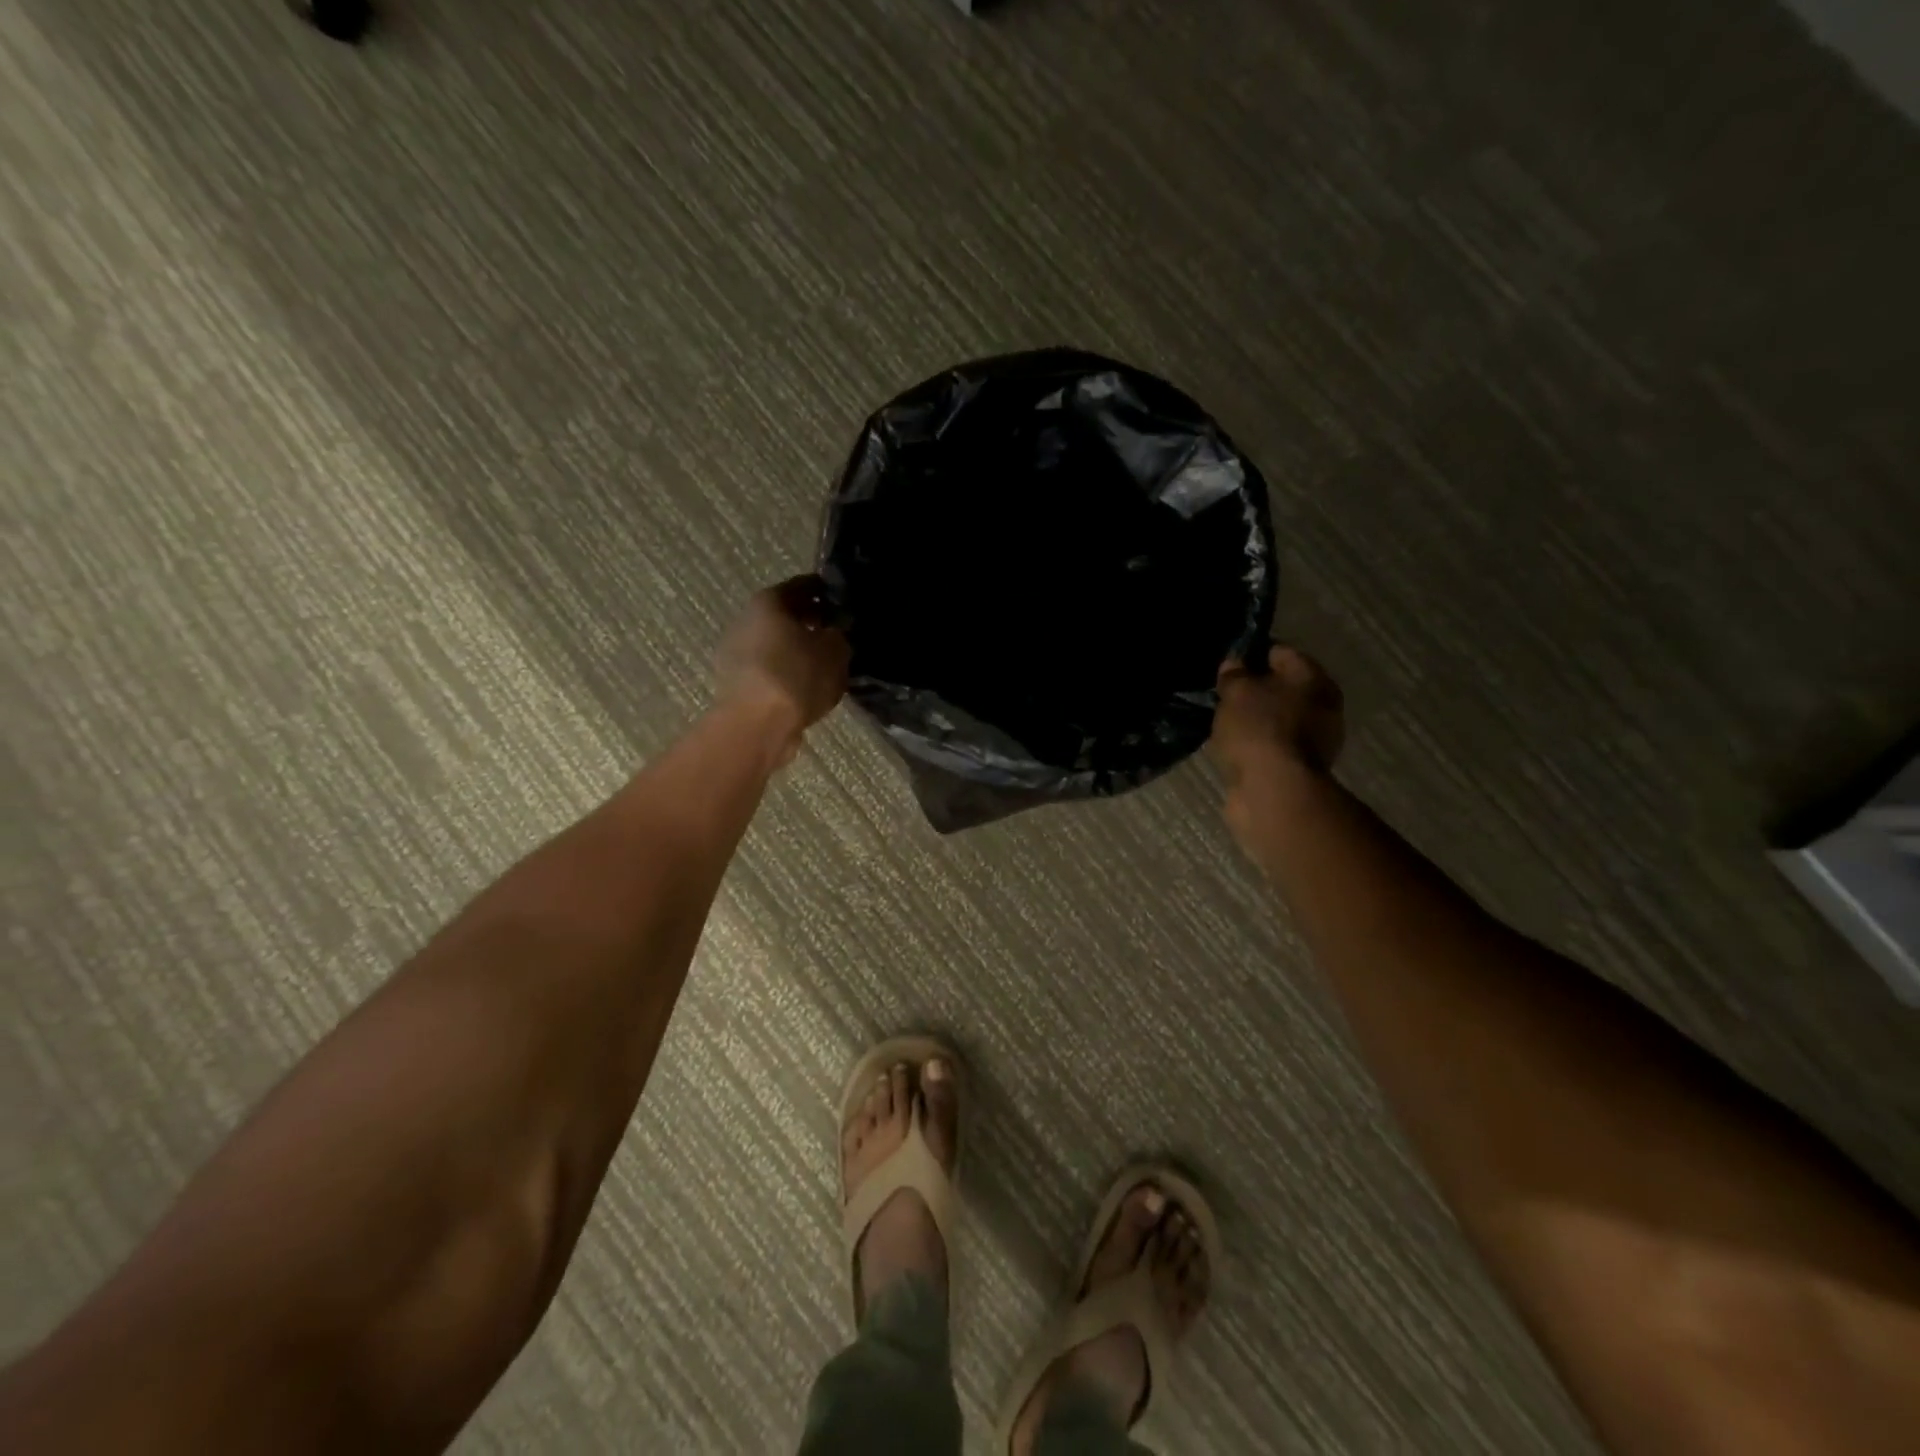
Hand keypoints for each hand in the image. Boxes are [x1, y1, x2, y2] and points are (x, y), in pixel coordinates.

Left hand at [714, 575, 850, 766]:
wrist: (756, 726)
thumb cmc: (797, 676)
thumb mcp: (835, 650)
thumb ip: (839, 634)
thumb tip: (836, 632)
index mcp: (769, 601)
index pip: (804, 586)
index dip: (827, 593)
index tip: (846, 603)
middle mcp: (746, 620)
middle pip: (785, 615)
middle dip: (811, 622)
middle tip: (838, 634)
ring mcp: (735, 653)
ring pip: (776, 643)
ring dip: (798, 649)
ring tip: (825, 663)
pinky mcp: (735, 683)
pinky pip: (769, 669)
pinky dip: (787, 672)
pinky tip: (806, 686)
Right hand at [1210, 645, 1345, 820]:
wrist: (1273, 791)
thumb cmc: (1259, 729)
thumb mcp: (1237, 692)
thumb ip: (1234, 674)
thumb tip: (1234, 664)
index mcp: (1313, 678)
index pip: (1281, 653)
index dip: (1253, 654)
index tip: (1227, 663)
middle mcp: (1322, 706)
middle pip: (1282, 687)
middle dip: (1254, 689)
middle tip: (1223, 694)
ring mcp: (1314, 740)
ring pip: (1277, 718)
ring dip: (1254, 719)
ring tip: (1223, 721)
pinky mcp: (1299, 768)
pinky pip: (1272, 745)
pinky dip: (1255, 744)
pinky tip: (1234, 746)